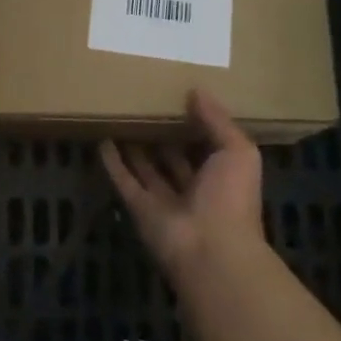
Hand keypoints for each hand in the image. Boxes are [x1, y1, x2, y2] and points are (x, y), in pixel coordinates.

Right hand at [100, 89, 265, 276]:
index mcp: (223, 177)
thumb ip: (218, 121)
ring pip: (146, 168)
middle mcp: (194, 189)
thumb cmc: (230, 198)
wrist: (209, 250)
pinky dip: (113, 163)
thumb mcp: (238, 151)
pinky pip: (124, 181)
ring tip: (120, 116)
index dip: (195, 124)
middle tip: (145, 103)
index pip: (207, 146)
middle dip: (162, 134)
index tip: (179, 97)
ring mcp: (165, 201)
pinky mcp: (139, 208)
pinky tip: (102, 139)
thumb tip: (197, 90)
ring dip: (134, 146)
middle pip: (174, 157)